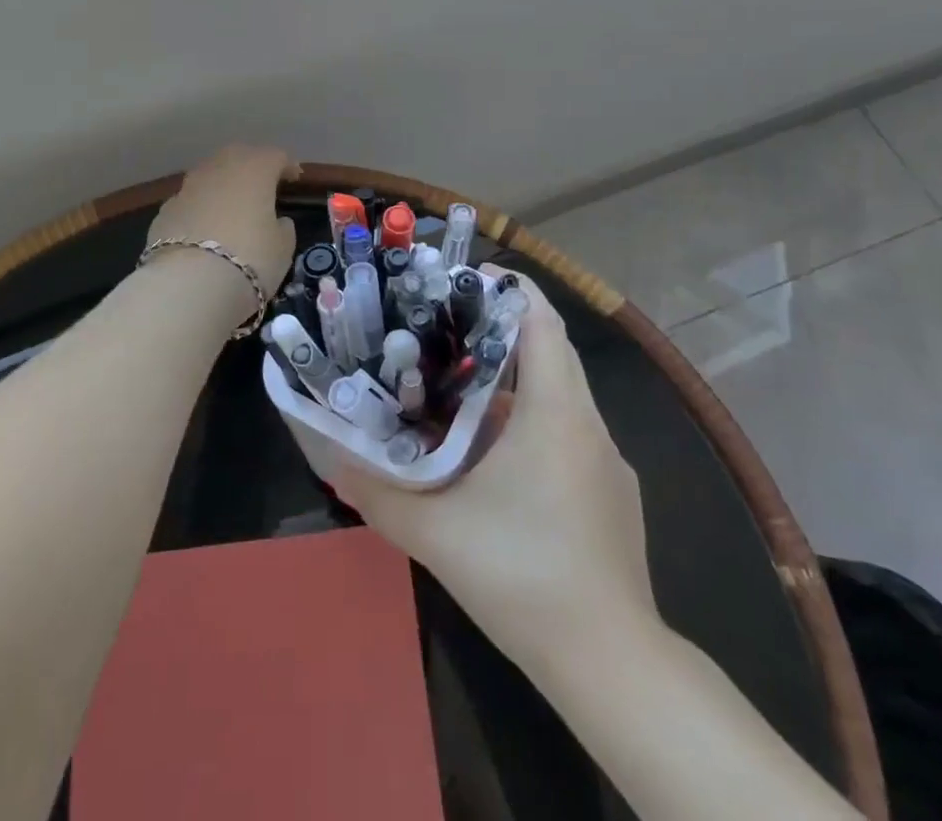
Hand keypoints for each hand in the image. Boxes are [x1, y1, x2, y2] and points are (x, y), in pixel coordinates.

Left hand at [145, 145, 297, 317]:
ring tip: (231, 206)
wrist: (188, 284)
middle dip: (251, 166)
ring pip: (209, 175)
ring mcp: (187, 187)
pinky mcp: (165, 210)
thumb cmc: (250, 259)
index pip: (275, 156)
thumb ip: (283, 227)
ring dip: (222, 185)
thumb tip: (278, 221)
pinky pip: (190, 201)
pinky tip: (203, 229)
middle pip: (238, 156)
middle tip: (262, 186)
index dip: (286, 166)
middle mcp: (219, 168)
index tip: (294, 180)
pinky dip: (200, 208)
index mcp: (254, 169)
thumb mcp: (283, 247)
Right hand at [333, 267, 658, 665]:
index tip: (463, 277)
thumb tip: (329, 459)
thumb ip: (377, 492)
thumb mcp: (436, 533)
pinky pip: (567, 432)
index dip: (507, 287)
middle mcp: (587, 423)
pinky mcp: (610, 493)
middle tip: (443, 326)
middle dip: (500, 328)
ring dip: (513, 380)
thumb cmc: (524, 576)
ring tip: (456, 387)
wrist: (612, 665)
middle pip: (549, 349)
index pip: (542, 319)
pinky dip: (531, 421)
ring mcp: (605, 460)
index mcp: (556, 412)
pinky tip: (493, 458)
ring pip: (558, 394)